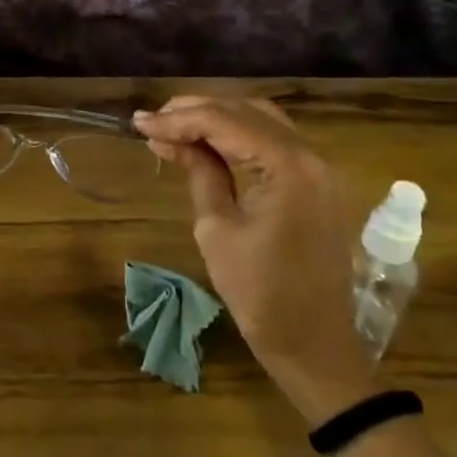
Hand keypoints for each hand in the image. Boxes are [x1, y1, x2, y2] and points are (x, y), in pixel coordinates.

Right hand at [133, 97, 373, 423]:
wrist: (315, 345)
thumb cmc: (260, 294)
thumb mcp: (216, 229)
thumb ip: (199, 172)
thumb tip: (168, 138)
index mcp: (287, 166)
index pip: (224, 122)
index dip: (177, 119)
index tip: (138, 124)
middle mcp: (310, 155)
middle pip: (245, 111)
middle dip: (194, 111)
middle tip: (151, 121)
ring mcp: (319, 167)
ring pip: (260, 120)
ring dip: (216, 118)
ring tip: (173, 126)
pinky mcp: (317, 182)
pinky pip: (274, 141)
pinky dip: (238, 135)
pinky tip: (207, 141)